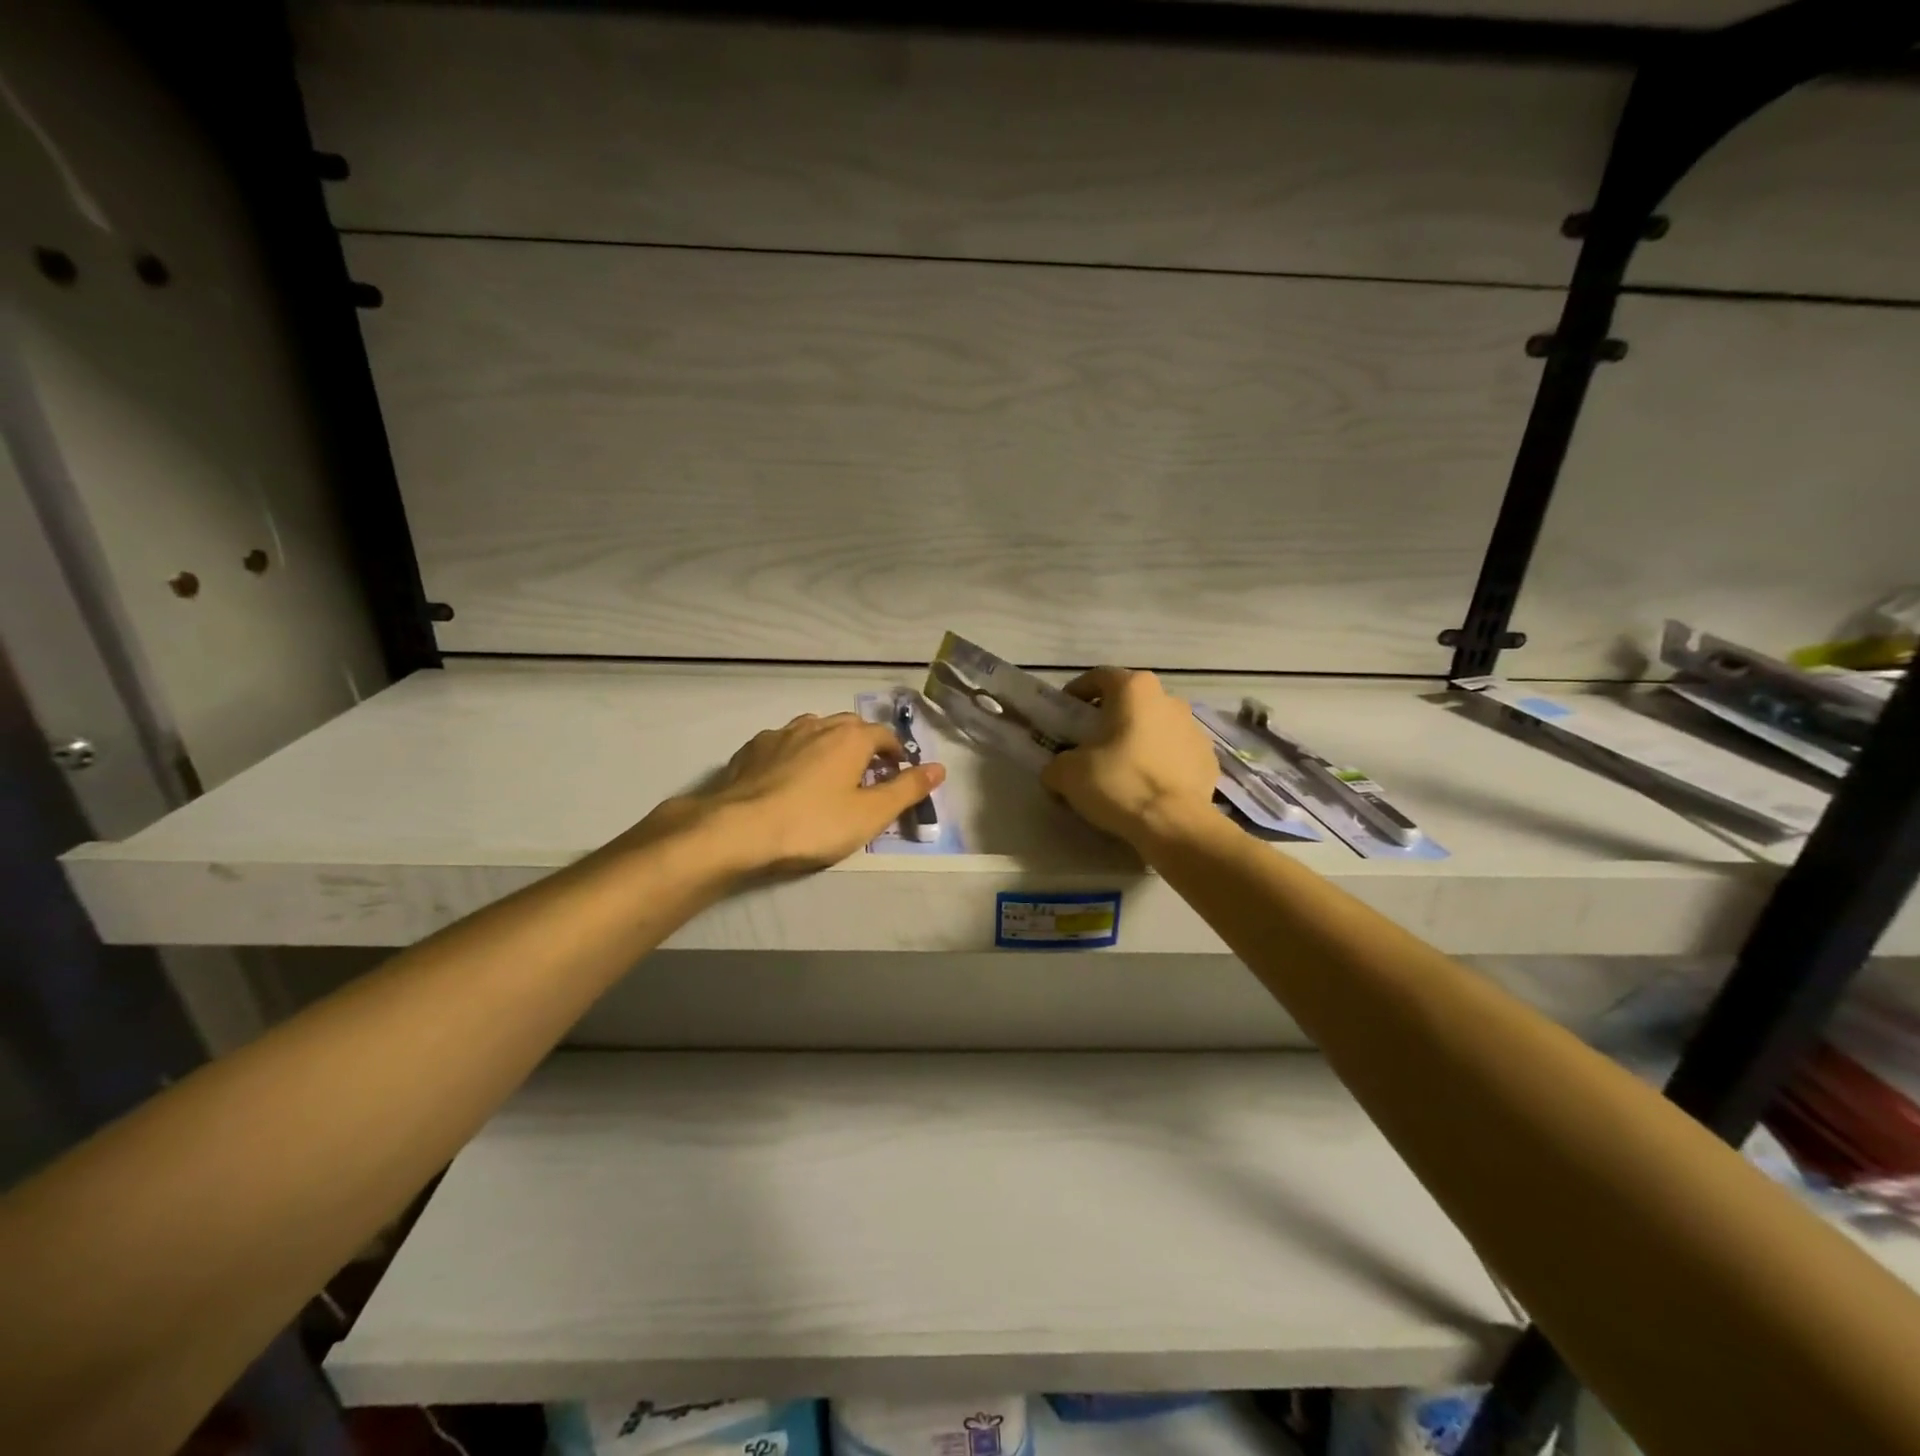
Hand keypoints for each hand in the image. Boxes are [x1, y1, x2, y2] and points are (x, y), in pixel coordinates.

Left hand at [638, 713, 945, 877]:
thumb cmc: (812, 823)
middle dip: (864, 746)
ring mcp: (780, 734)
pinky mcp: (751, 749)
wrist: (736, 829)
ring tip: (828, 776)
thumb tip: (940, 768)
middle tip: (867, 777)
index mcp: (850, 737)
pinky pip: (784, 744)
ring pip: (814, 730)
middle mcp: (817, 724)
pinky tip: (788, 779)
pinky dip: (795, 755)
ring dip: (828, 746)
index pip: (884, 735)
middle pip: (850, 727)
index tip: (899, 775)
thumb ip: (907, 790)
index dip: (896, 754)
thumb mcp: (870, 815)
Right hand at [1040, 667, 1217, 844]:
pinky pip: (1176, 754)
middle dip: (1111, 718)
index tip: (1066, 713)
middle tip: (1091, 743)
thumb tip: (1058, 771)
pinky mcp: (1208, 758)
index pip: (1099, 677)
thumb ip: (1056, 764)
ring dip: (1138, 739)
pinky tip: (1148, 786)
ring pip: (1157, 726)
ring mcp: (1195, 728)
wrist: (1174, 824)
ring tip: (1121, 768)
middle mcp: (1169, 699)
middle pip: (1132, 701)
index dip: (1078, 692)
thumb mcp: (1067, 774)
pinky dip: (1161, 763)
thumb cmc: (1119, 783)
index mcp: (1134, 689)